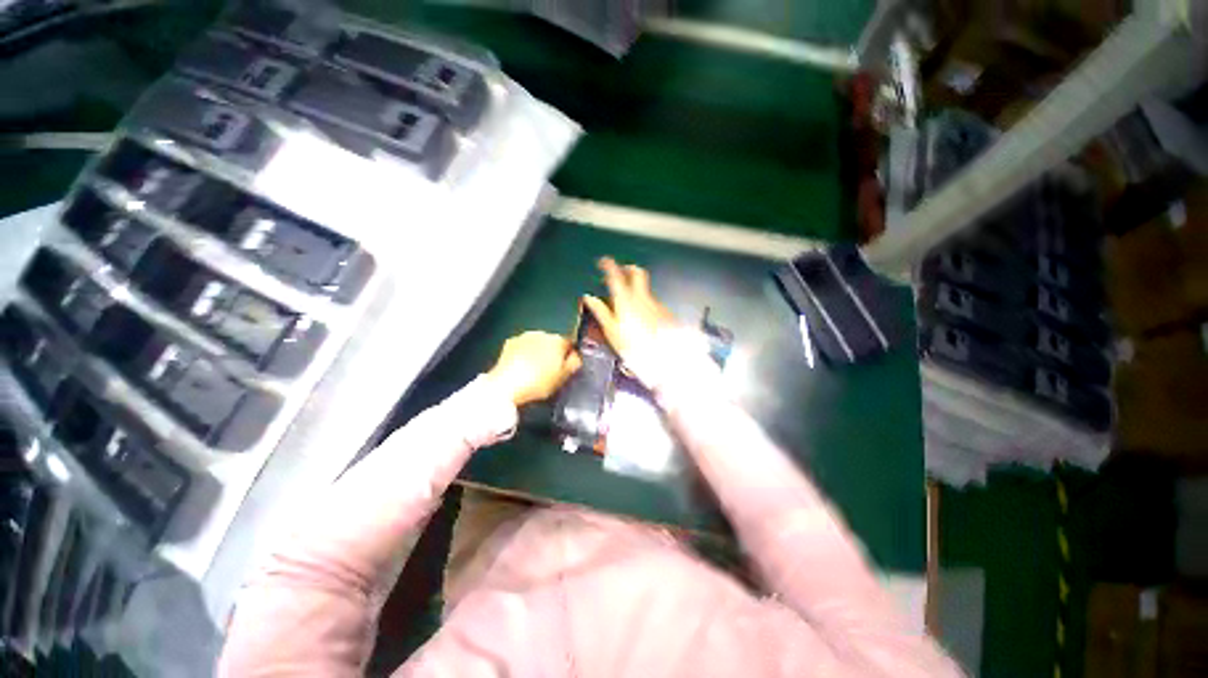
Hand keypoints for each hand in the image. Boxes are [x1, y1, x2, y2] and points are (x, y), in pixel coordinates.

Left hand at [487, 331, 581, 406]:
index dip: (569, 356)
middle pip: (552, 342)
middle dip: (552, 353)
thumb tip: (576, 356)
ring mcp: (524, 337)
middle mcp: (542, 333)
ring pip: (536, 343)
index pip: (570, 344)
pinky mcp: (509, 343)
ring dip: (537, 352)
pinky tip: (521, 368)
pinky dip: (523, 354)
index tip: (565, 367)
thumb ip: (574, 363)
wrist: (506, 385)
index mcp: (558, 341)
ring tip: (534, 370)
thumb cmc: (539, 383)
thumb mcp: (563, 377)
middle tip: (550, 371)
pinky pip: (522, 347)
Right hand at [582, 258, 677, 364]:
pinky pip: (654, 301)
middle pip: (637, 273)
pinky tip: (644, 316)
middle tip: (621, 271)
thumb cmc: (634, 346)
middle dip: (628, 268)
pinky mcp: (666, 311)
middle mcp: (642, 297)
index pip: (616, 275)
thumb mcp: (612, 330)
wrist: (665, 355)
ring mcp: (656, 303)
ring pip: (646, 288)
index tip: (604, 261)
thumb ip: (600, 311)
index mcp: (625, 299)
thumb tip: (589, 298)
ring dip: (638, 288)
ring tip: (631, 300)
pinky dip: (647, 303)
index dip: (609, 265)